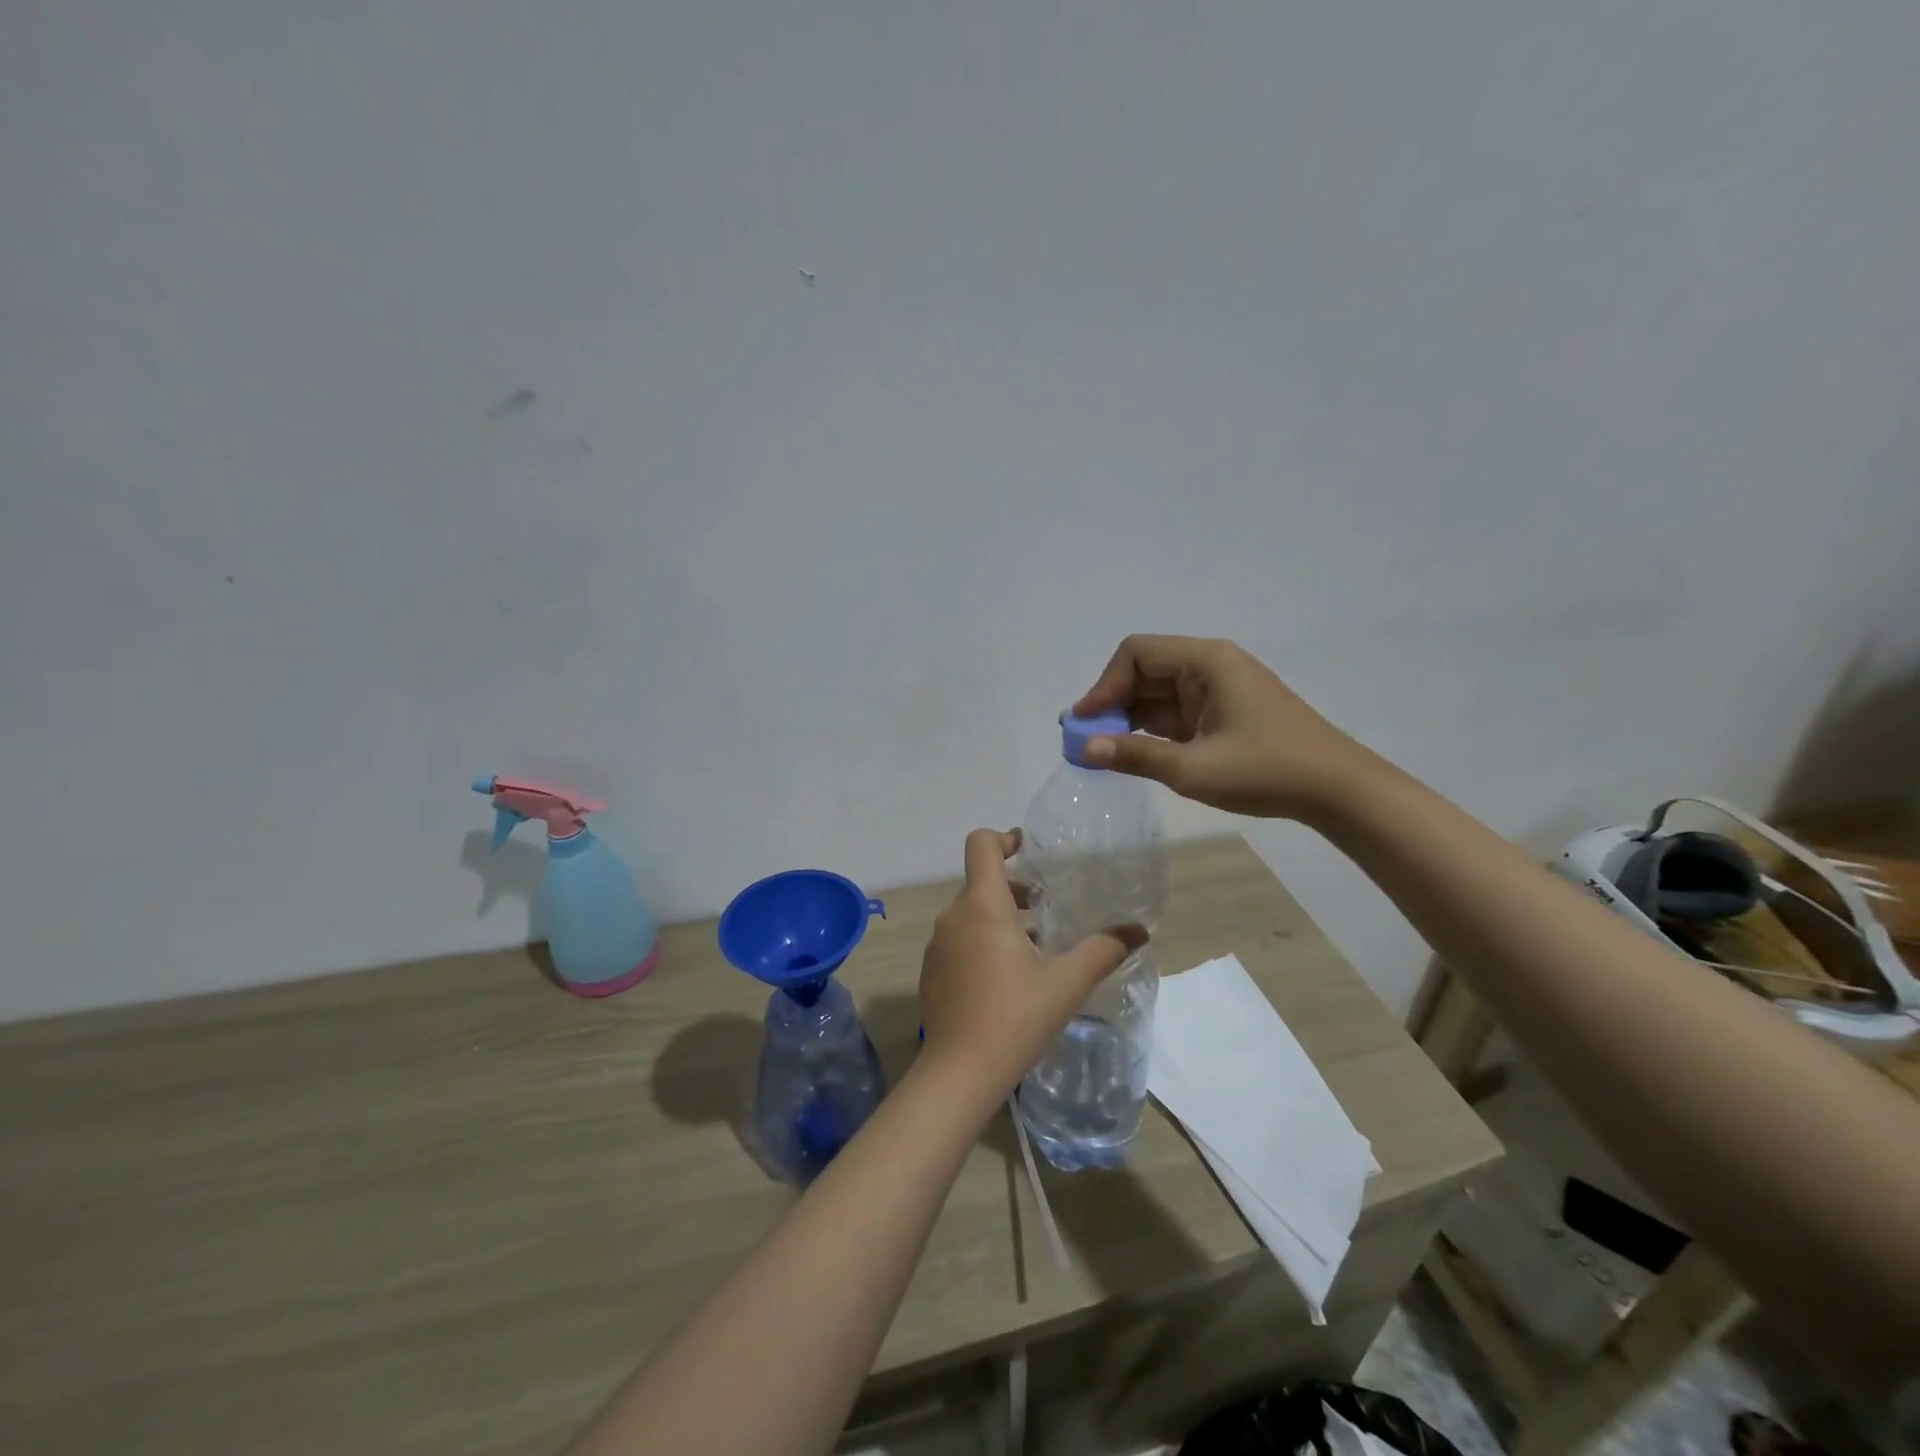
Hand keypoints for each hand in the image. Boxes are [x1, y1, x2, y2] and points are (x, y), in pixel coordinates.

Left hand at [918, 829, 1146, 1108]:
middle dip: (1014, 888)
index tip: (1029, 851)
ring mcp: (937, 945)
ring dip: (1000, 918)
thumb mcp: (1067, 983)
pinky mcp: (931, 971)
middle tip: (1046, 909)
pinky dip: (981, 943)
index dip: (1004, 839)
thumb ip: (1103, 950)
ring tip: (1034, 947)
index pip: (981, 845)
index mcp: (983, 906)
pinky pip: (958, 940)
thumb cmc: (1015, 1017)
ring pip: (970, 913)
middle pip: (980, 882)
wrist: (959, 1072)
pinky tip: (1006, 979)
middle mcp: (953, 916)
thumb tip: (1139, 930)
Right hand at [1073, 634, 1377, 820]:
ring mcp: (1217, 690)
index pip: (1136, 654)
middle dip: (1110, 702)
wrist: (1337, 790)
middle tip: (1083, 739)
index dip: (1103, 685)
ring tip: (1099, 750)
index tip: (1083, 722)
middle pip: (1144, 670)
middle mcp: (1209, 666)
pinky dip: (1149, 730)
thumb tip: (1084, 749)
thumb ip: (1135, 755)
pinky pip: (1174, 712)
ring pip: (1157, 693)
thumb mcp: (1193, 768)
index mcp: (1206, 661)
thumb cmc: (1266, 770)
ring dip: (1127, 718)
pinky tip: (1130, 752)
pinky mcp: (1222, 713)